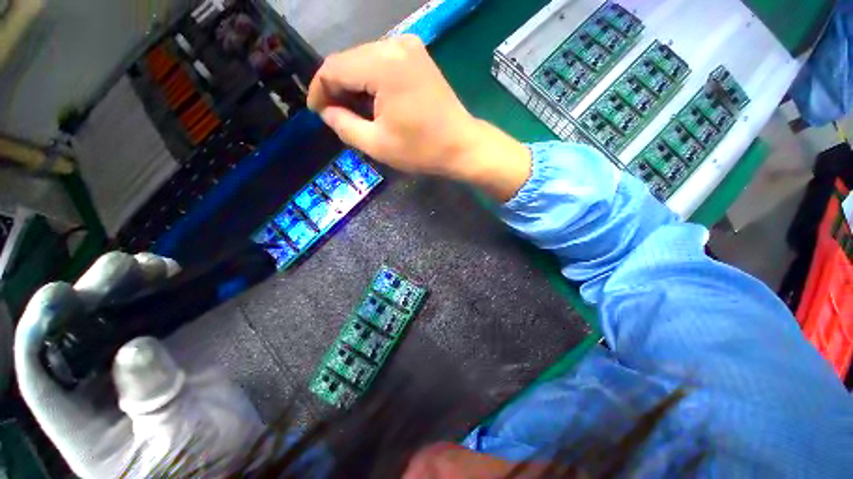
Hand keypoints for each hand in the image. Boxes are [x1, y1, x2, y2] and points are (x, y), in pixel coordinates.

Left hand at [14, 252, 263, 476]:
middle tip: (123, 267)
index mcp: (82, 425)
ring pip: (105, 319)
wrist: (232, 452)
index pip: (40, 377)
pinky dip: (151, 295)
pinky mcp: (155, 356)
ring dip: (122, 287)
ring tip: (150, 265)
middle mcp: (91, 391)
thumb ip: (152, 396)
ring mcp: (123, 370)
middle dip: (90, 295)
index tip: (59, 295)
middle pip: (72, 334)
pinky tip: (164, 277)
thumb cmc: (200, 459)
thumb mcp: (175, 436)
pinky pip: (143, 318)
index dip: (38, 333)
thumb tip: (135, 346)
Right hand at [308, 35, 531, 200]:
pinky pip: (382, 63)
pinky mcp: (418, 56)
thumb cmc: (422, 150)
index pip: (334, 68)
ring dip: (354, 85)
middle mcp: (395, 45)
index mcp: (383, 65)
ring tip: (353, 112)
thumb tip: (326, 112)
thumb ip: (344, 125)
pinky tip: (373, 102)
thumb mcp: (377, 144)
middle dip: (337, 88)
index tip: (317, 112)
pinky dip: (372, 81)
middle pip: (349, 61)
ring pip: (364, 61)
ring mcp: (409, 47)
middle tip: (334, 115)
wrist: (462, 146)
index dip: (319, 90)